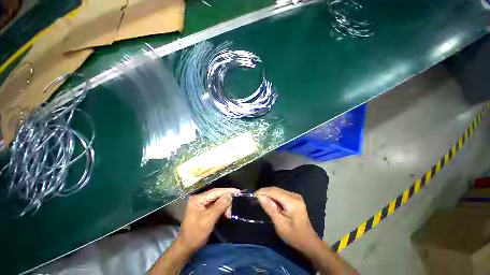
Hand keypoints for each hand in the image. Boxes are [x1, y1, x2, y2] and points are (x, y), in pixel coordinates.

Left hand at [178, 188, 238, 252]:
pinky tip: (224, 214)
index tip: (237, 191)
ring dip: (224, 206)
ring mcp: (201, 203)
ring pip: (217, 200)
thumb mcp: (209, 220)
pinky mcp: (203, 208)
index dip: (227, 191)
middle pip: (217, 195)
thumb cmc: (196, 234)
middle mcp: (199, 198)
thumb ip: (219, 206)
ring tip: (227, 215)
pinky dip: (221, 208)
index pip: (215, 191)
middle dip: (225, 201)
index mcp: (198, 199)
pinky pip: (215, 205)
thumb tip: (229, 195)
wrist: (186, 247)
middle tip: (230, 212)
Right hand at [256, 187, 321, 253]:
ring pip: (278, 190)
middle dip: (265, 192)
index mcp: (292, 202)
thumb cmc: (294, 236)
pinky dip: (274, 196)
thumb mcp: (280, 225)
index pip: (275, 191)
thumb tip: (260, 196)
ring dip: (269, 194)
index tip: (254, 195)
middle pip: (276, 189)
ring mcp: (295, 196)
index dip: (263, 191)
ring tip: (262, 200)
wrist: (308, 241)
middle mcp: (295, 195)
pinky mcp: (294, 198)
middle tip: (256, 198)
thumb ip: (270, 209)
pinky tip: (270, 202)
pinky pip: (281, 193)